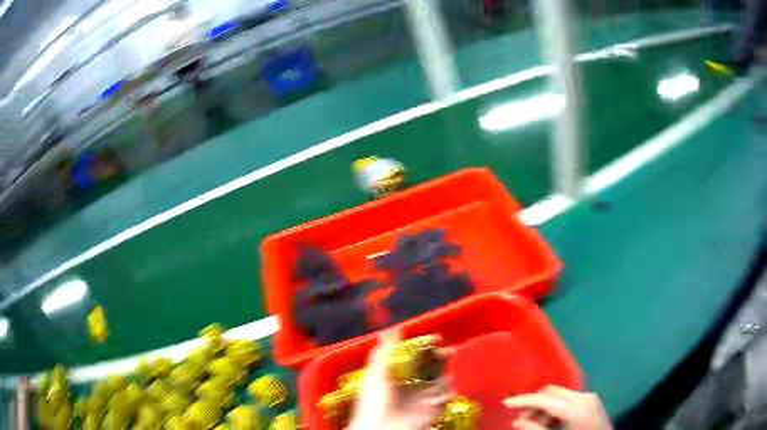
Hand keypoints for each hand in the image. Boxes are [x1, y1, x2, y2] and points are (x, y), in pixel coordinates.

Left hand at [347, 331, 449, 429]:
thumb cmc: (373, 403)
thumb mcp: (375, 375)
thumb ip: (384, 352)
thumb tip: (393, 330)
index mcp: (397, 378)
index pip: (416, 359)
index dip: (426, 348)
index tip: (435, 338)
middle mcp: (412, 387)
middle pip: (432, 368)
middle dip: (441, 357)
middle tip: (446, 350)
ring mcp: (423, 399)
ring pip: (442, 381)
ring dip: (446, 373)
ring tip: (446, 370)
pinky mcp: (433, 410)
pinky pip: (447, 398)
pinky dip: (448, 392)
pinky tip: (442, 389)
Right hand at [504, 386, 611, 429]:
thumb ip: (535, 429)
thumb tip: (516, 421)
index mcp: (576, 407)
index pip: (544, 399)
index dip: (522, 400)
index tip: (504, 403)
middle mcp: (584, 397)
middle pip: (552, 392)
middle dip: (533, 404)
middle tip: (519, 419)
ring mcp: (589, 398)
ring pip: (559, 396)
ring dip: (543, 408)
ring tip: (534, 425)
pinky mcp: (591, 402)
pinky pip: (567, 401)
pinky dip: (555, 410)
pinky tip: (549, 423)